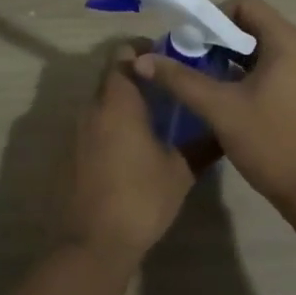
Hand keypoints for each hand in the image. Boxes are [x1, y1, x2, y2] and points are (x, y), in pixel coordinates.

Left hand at [67, 46, 196, 270]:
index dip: (144, 50)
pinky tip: (135, 145)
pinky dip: (113, 124)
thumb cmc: (140, 198)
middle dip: (138, 76)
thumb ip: (202, 145)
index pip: (123, 54)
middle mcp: (92, 108)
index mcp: (118, 102)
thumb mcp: (180, 171)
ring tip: (156, 116)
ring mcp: (77, 131)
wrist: (93, 243)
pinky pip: (94, 125)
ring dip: (125, 101)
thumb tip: (223, 130)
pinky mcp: (72, 153)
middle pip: (112, 76)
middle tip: (168, 88)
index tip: (169, 60)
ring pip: (102, 101)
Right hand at [135, 0, 295, 211]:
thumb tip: (142, 60)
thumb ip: (181, 80)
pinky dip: (251, 74)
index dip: (213, 16)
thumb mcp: (221, 109)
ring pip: (265, 48)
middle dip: (219, 40)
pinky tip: (230, 99)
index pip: (246, 4)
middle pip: (255, 24)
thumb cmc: (272, 143)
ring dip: (233, 59)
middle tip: (190, 62)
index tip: (191, 42)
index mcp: (289, 40)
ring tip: (205, 82)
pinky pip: (277, 67)